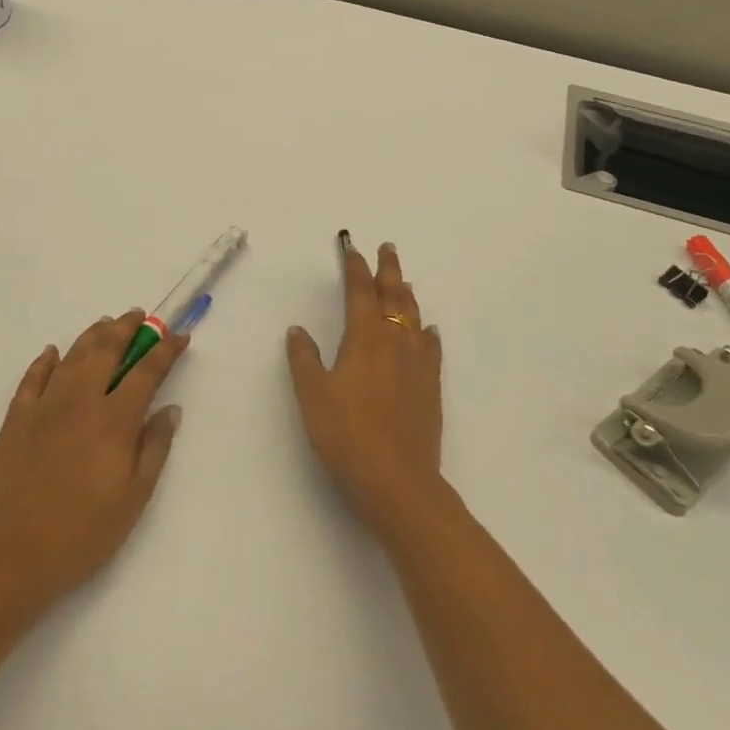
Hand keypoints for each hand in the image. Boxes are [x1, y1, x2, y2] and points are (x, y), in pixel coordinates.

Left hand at [0, 311, 188, 613]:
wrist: (12, 558)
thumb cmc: (83, 534)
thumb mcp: (134, 499)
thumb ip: (155, 448)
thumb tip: (170, 409)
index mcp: (114, 420)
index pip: (147, 372)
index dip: (166, 350)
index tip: (180, 336)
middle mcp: (81, 401)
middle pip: (107, 350)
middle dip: (127, 328)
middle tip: (139, 316)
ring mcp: (44, 407)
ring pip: (72, 356)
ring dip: (92, 335)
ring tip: (106, 323)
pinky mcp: (16, 420)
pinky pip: (32, 378)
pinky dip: (45, 360)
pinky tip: (52, 352)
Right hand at [286, 239, 442, 538]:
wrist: (398, 482)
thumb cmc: (347, 436)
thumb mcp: (313, 396)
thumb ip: (304, 360)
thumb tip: (297, 329)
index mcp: (364, 339)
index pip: (360, 293)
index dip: (355, 269)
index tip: (352, 250)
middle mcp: (394, 343)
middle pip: (393, 297)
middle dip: (388, 270)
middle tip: (388, 248)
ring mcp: (417, 365)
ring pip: (414, 318)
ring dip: (407, 295)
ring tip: (404, 281)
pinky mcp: (431, 388)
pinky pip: (432, 350)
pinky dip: (428, 334)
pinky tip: (429, 331)